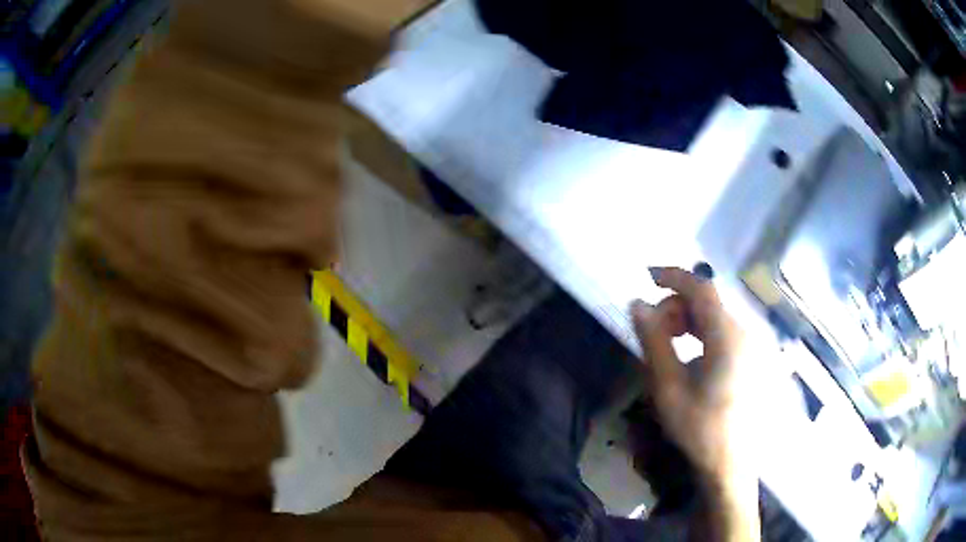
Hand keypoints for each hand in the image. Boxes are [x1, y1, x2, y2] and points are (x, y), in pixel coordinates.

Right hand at [631, 267, 758, 540]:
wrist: (732, 465)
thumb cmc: (699, 429)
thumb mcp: (668, 388)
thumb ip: (654, 341)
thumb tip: (637, 304)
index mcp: (728, 336)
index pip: (701, 288)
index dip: (673, 276)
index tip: (647, 277)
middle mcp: (746, 332)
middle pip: (708, 302)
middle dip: (677, 307)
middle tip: (654, 332)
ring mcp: (754, 345)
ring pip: (717, 317)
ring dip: (690, 321)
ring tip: (671, 348)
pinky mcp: (755, 358)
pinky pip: (727, 332)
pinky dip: (705, 334)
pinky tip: (694, 359)